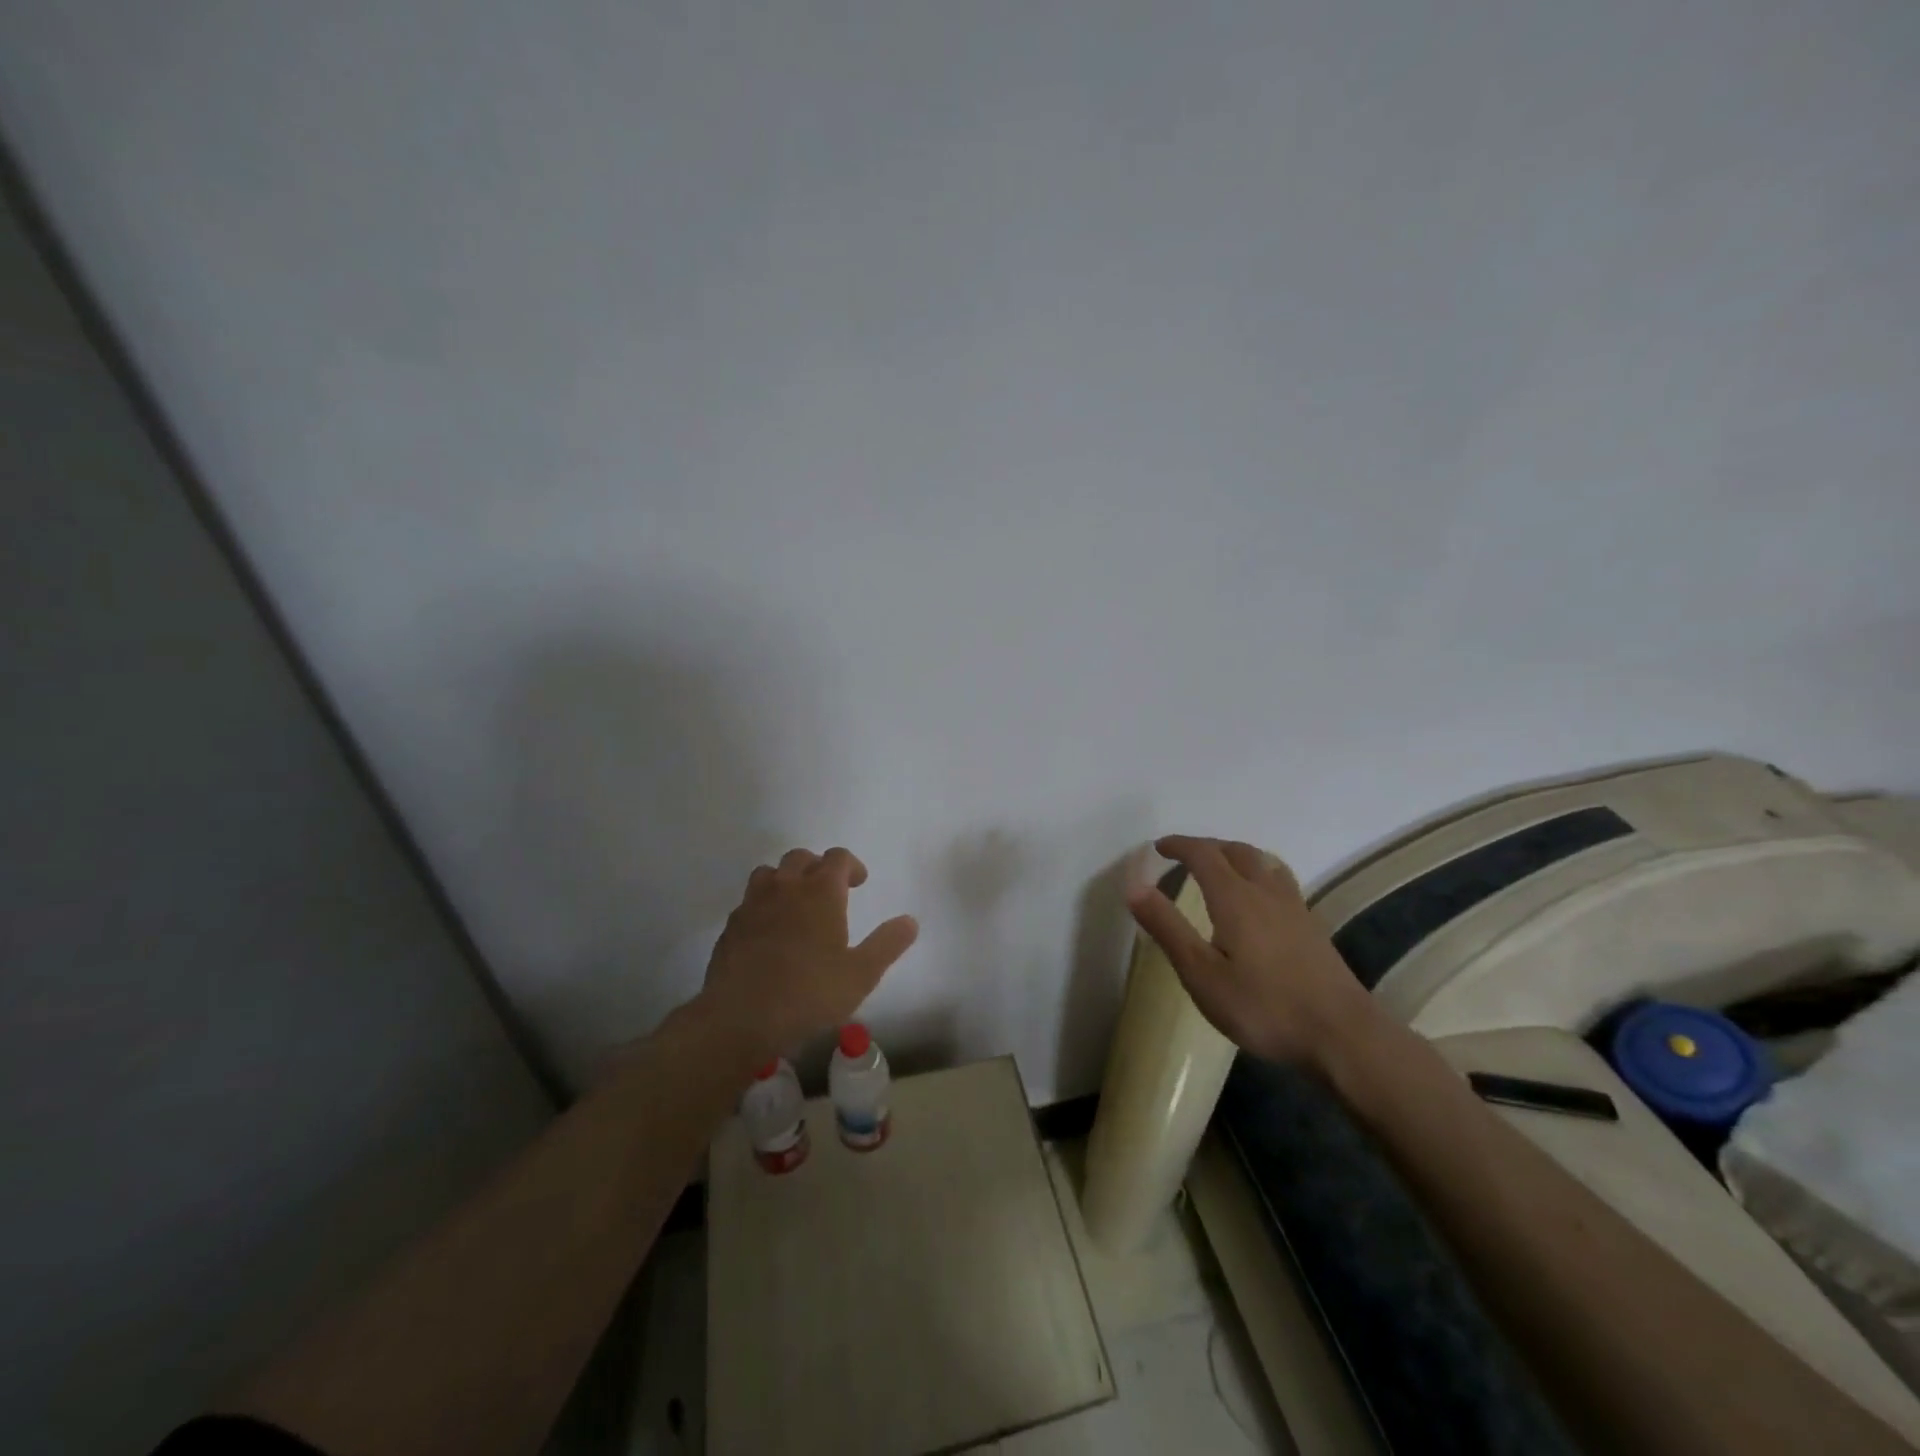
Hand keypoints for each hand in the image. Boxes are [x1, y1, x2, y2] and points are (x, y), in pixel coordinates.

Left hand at [700, 846, 918, 1059]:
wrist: (740, 1017)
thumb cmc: (809, 993)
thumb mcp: (861, 974)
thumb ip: (887, 944)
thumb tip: (910, 921)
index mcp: (820, 892)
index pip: (837, 857)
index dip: (851, 865)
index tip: (858, 882)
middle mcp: (786, 887)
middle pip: (801, 857)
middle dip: (818, 867)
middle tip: (829, 890)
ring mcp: (753, 904)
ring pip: (769, 873)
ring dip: (786, 879)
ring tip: (795, 903)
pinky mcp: (731, 926)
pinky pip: (749, 901)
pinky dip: (763, 905)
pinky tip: (769, 931)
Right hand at [1125, 835, 1383, 1069]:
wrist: (1342, 1035)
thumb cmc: (1263, 1007)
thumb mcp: (1202, 974)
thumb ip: (1167, 927)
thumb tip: (1134, 885)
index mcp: (1235, 898)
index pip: (1203, 854)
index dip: (1179, 845)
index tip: (1158, 847)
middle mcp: (1266, 892)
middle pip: (1236, 851)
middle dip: (1207, 847)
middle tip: (1184, 856)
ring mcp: (1294, 908)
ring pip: (1263, 863)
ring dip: (1235, 856)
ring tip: (1220, 869)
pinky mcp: (1311, 928)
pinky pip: (1279, 881)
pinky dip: (1258, 874)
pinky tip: (1258, 901)